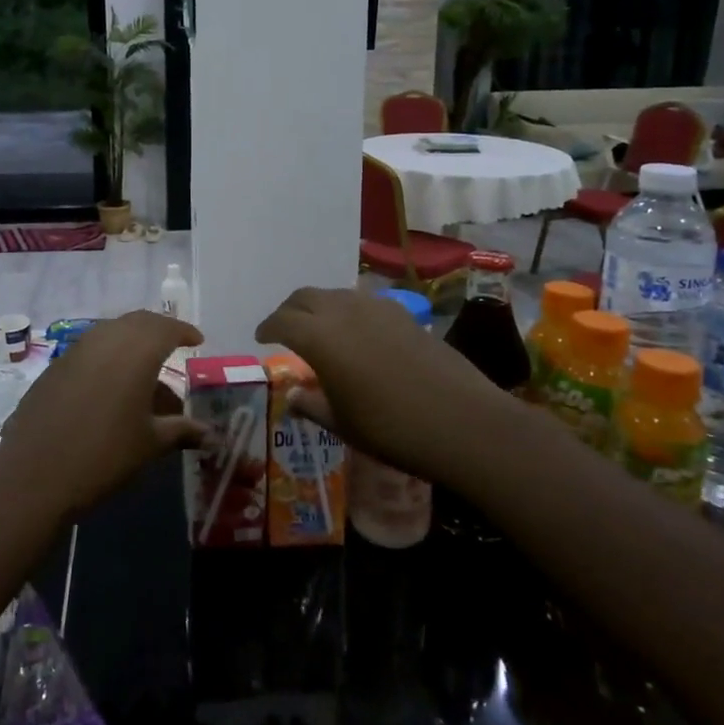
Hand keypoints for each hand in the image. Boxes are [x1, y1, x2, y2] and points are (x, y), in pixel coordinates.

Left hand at [0, 311, 206, 518]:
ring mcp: (77, 349)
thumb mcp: (150, 443)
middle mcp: (107, 339)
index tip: (197, 340)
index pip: (166, 328)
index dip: (184, 331)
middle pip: (138, 322)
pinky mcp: (56, 365)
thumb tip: (212, 435)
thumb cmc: (104, 455)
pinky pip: (91, 348)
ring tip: (145, 369)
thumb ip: (182, 431)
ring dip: (132, 341)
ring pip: (112, 332)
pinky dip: (109, 355)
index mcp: (137, 351)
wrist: (34, 473)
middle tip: (174, 346)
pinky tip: (112, 384)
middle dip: (159, 331)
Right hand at [256, 287, 488, 471]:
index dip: (267, 327)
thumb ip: (312, 404)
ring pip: (335, 295)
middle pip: (305, 297)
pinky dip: (348, 311)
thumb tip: (293, 394)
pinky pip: (362, 302)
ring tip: (319, 330)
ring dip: (319, 307)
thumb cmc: (392, 429)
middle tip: (285, 329)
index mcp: (319, 337)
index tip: (261, 337)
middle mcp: (342, 311)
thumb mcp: (342, 424)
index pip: (281, 320)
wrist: (462, 421)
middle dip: (290, 310)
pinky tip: (357, 333)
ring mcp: (376, 308)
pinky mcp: (403, 314)